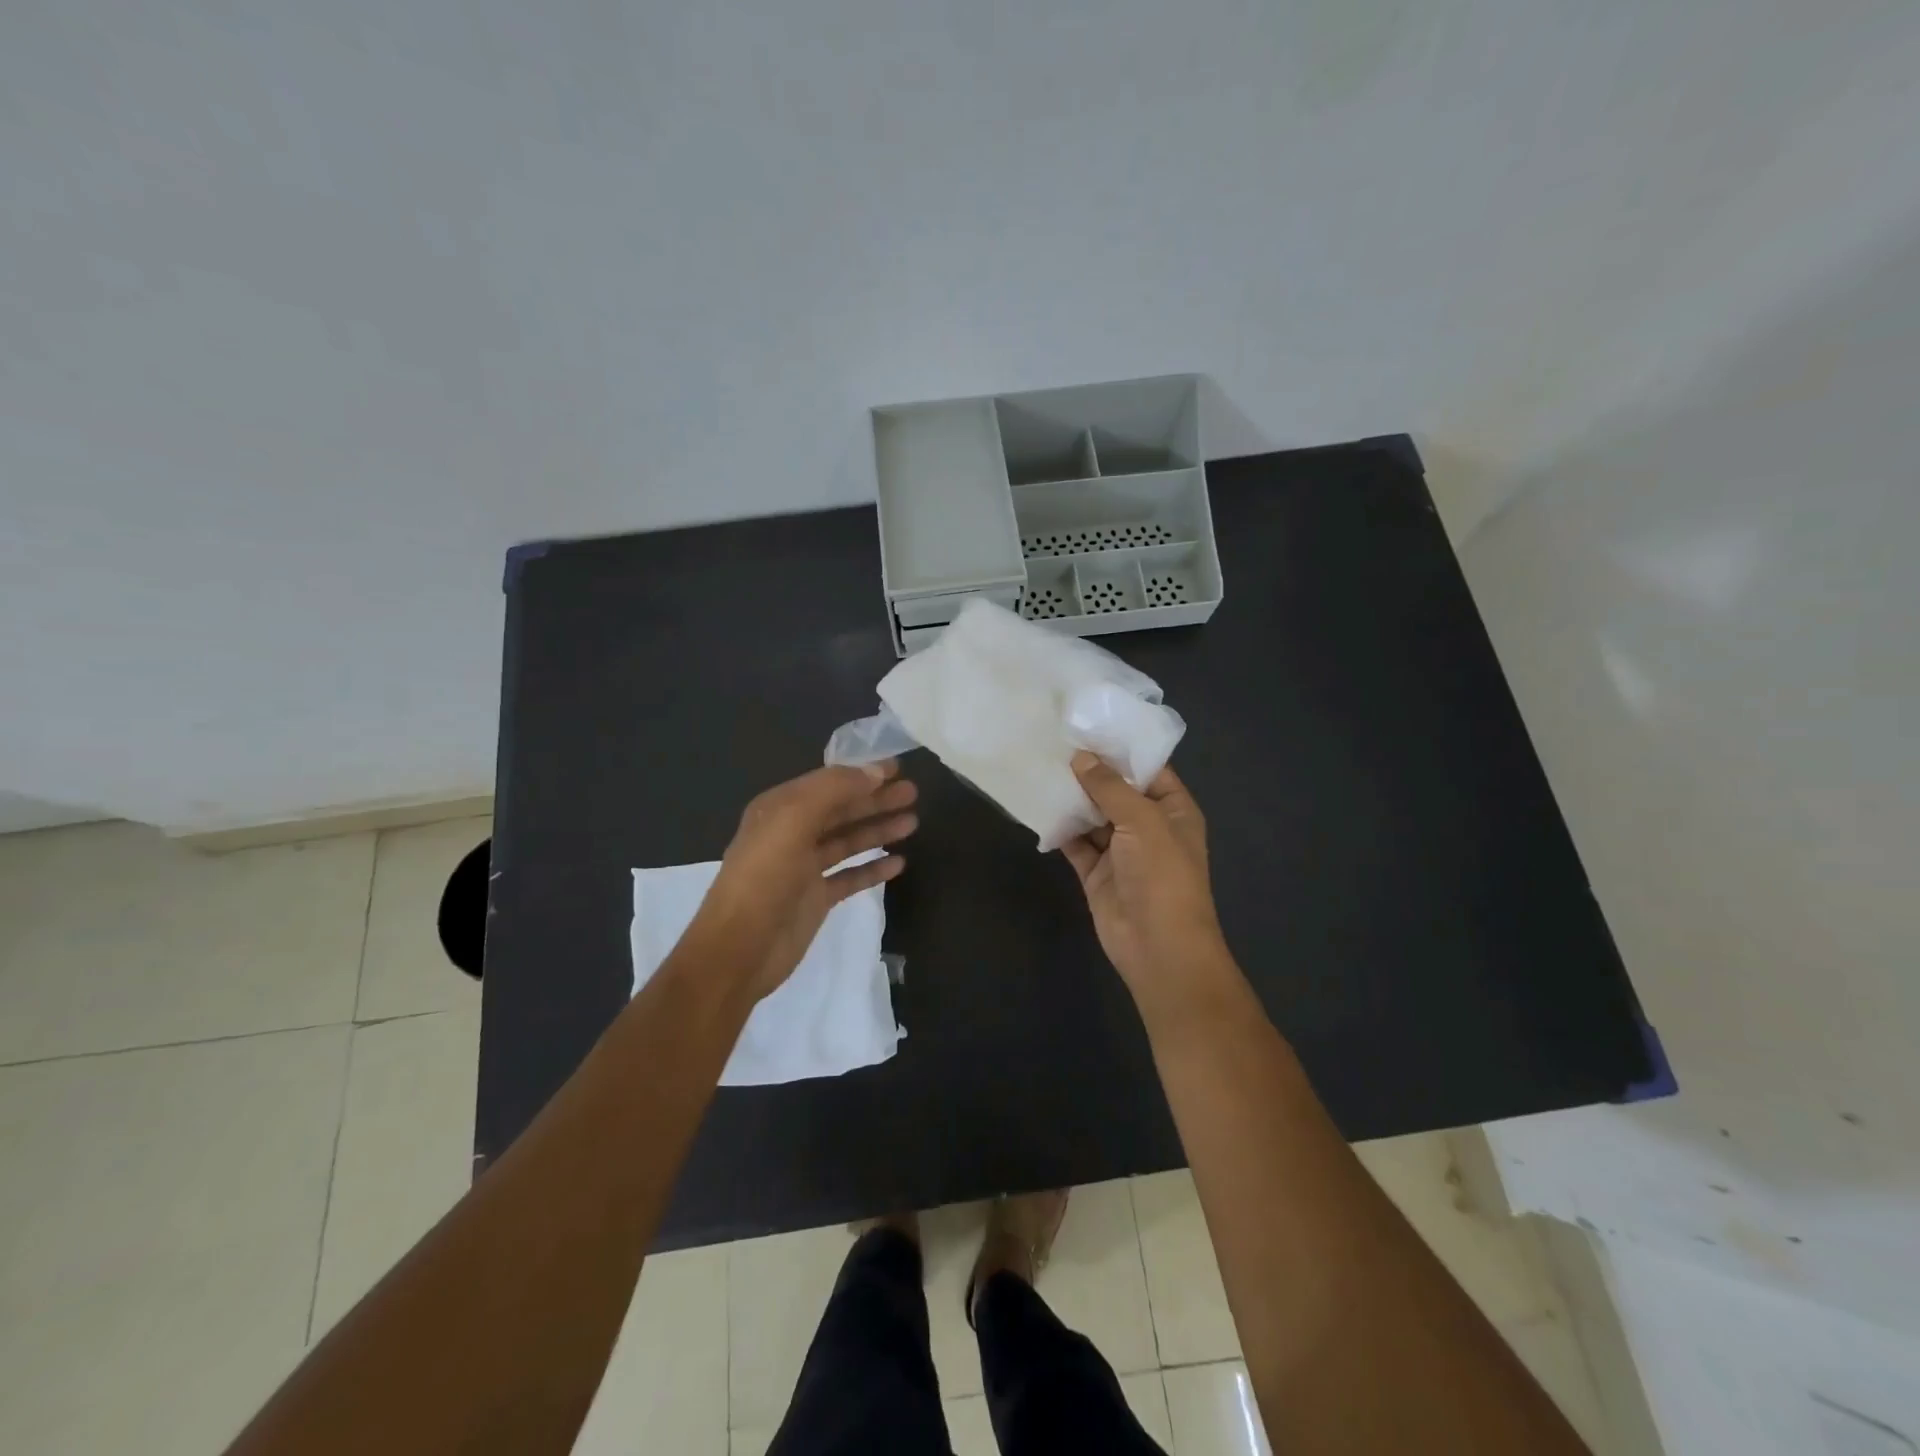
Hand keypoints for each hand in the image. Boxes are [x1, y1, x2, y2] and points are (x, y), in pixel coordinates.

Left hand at [690, 761, 917, 1000]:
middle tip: (914, 793)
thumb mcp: (793, 820)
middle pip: (841, 810)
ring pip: (848, 841)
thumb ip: (834, 790)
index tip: (899, 768)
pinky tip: (899, 863)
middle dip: (876, 800)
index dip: (862, 774)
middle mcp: (791, 833)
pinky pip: (850, 876)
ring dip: (878, 830)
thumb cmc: (764, 878)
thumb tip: (875, 771)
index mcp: (779, 809)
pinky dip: (873, 868)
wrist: (739, 949)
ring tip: (912, 822)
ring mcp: (804, 868)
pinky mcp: (816, 898)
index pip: (828, 782)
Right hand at [1061, 752, 1228, 1011]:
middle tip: (1053, 740)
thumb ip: (1110, 787)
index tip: (1087, 725)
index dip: (1120, 748)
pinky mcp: (1095, 872)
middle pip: (1116, 791)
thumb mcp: (1142, 821)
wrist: (1158, 947)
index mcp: (1173, 809)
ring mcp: (1120, 851)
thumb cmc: (1162, 875)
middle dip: (1089, 770)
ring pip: (1092, 816)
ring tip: (1039, 765)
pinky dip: (1059, 828)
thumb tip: (1081, 758)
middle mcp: (1147, 826)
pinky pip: (1075, 842)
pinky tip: (1036, 804)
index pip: (1147, 769)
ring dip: (1070, 797)